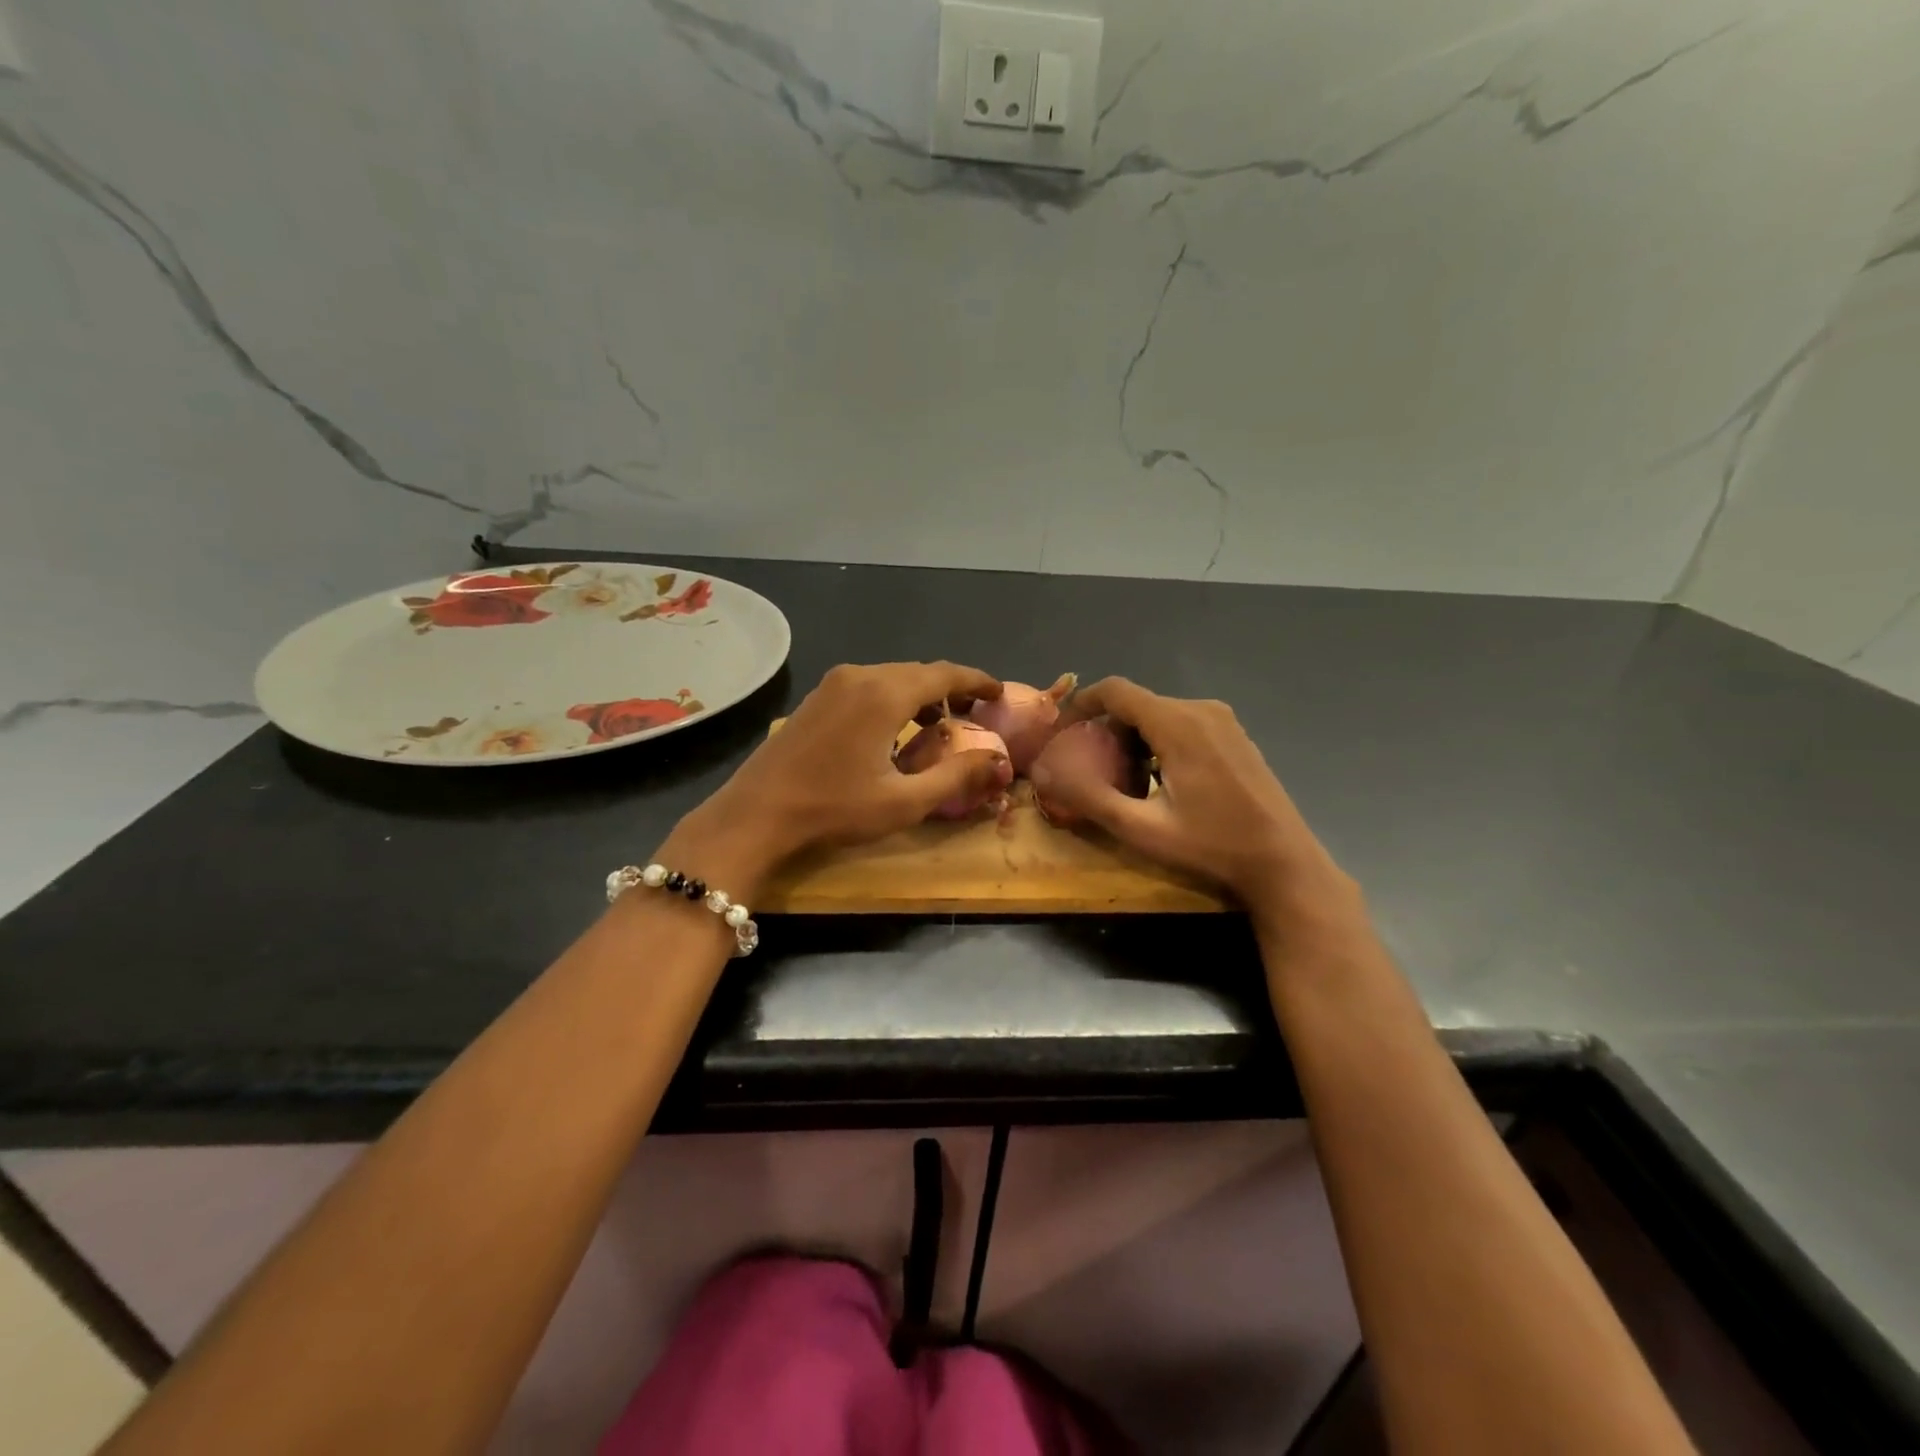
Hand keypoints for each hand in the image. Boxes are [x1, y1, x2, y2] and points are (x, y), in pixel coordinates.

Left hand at [662, 662, 1008, 893]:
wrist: (757, 813)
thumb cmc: (834, 808)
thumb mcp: (904, 801)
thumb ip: (956, 777)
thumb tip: (999, 761)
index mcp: (886, 693)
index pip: (945, 674)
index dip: (977, 681)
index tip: (999, 694)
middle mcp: (861, 675)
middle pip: (919, 672)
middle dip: (951, 690)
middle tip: (975, 715)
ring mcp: (834, 683)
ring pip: (893, 677)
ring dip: (921, 694)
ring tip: (940, 724)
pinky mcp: (817, 697)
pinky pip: (868, 685)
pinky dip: (894, 698)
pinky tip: (896, 728)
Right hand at [1034, 677, 1359, 923]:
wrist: (1283, 864)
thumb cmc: (1212, 846)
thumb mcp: (1141, 829)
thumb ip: (1089, 797)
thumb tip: (1044, 772)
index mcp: (1177, 723)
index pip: (1115, 690)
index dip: (1080, 704)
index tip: (1061, 734)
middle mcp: (1201, 710)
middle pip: (1136, 704)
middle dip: (1106, 732)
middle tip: (1091, 771)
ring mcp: (1223, 721)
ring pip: (1159, 715)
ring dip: (1132, 741)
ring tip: (1123, 784)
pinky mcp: (1235, 736)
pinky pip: (1182, 725)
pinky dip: (1158, 744)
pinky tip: (1159, 783)